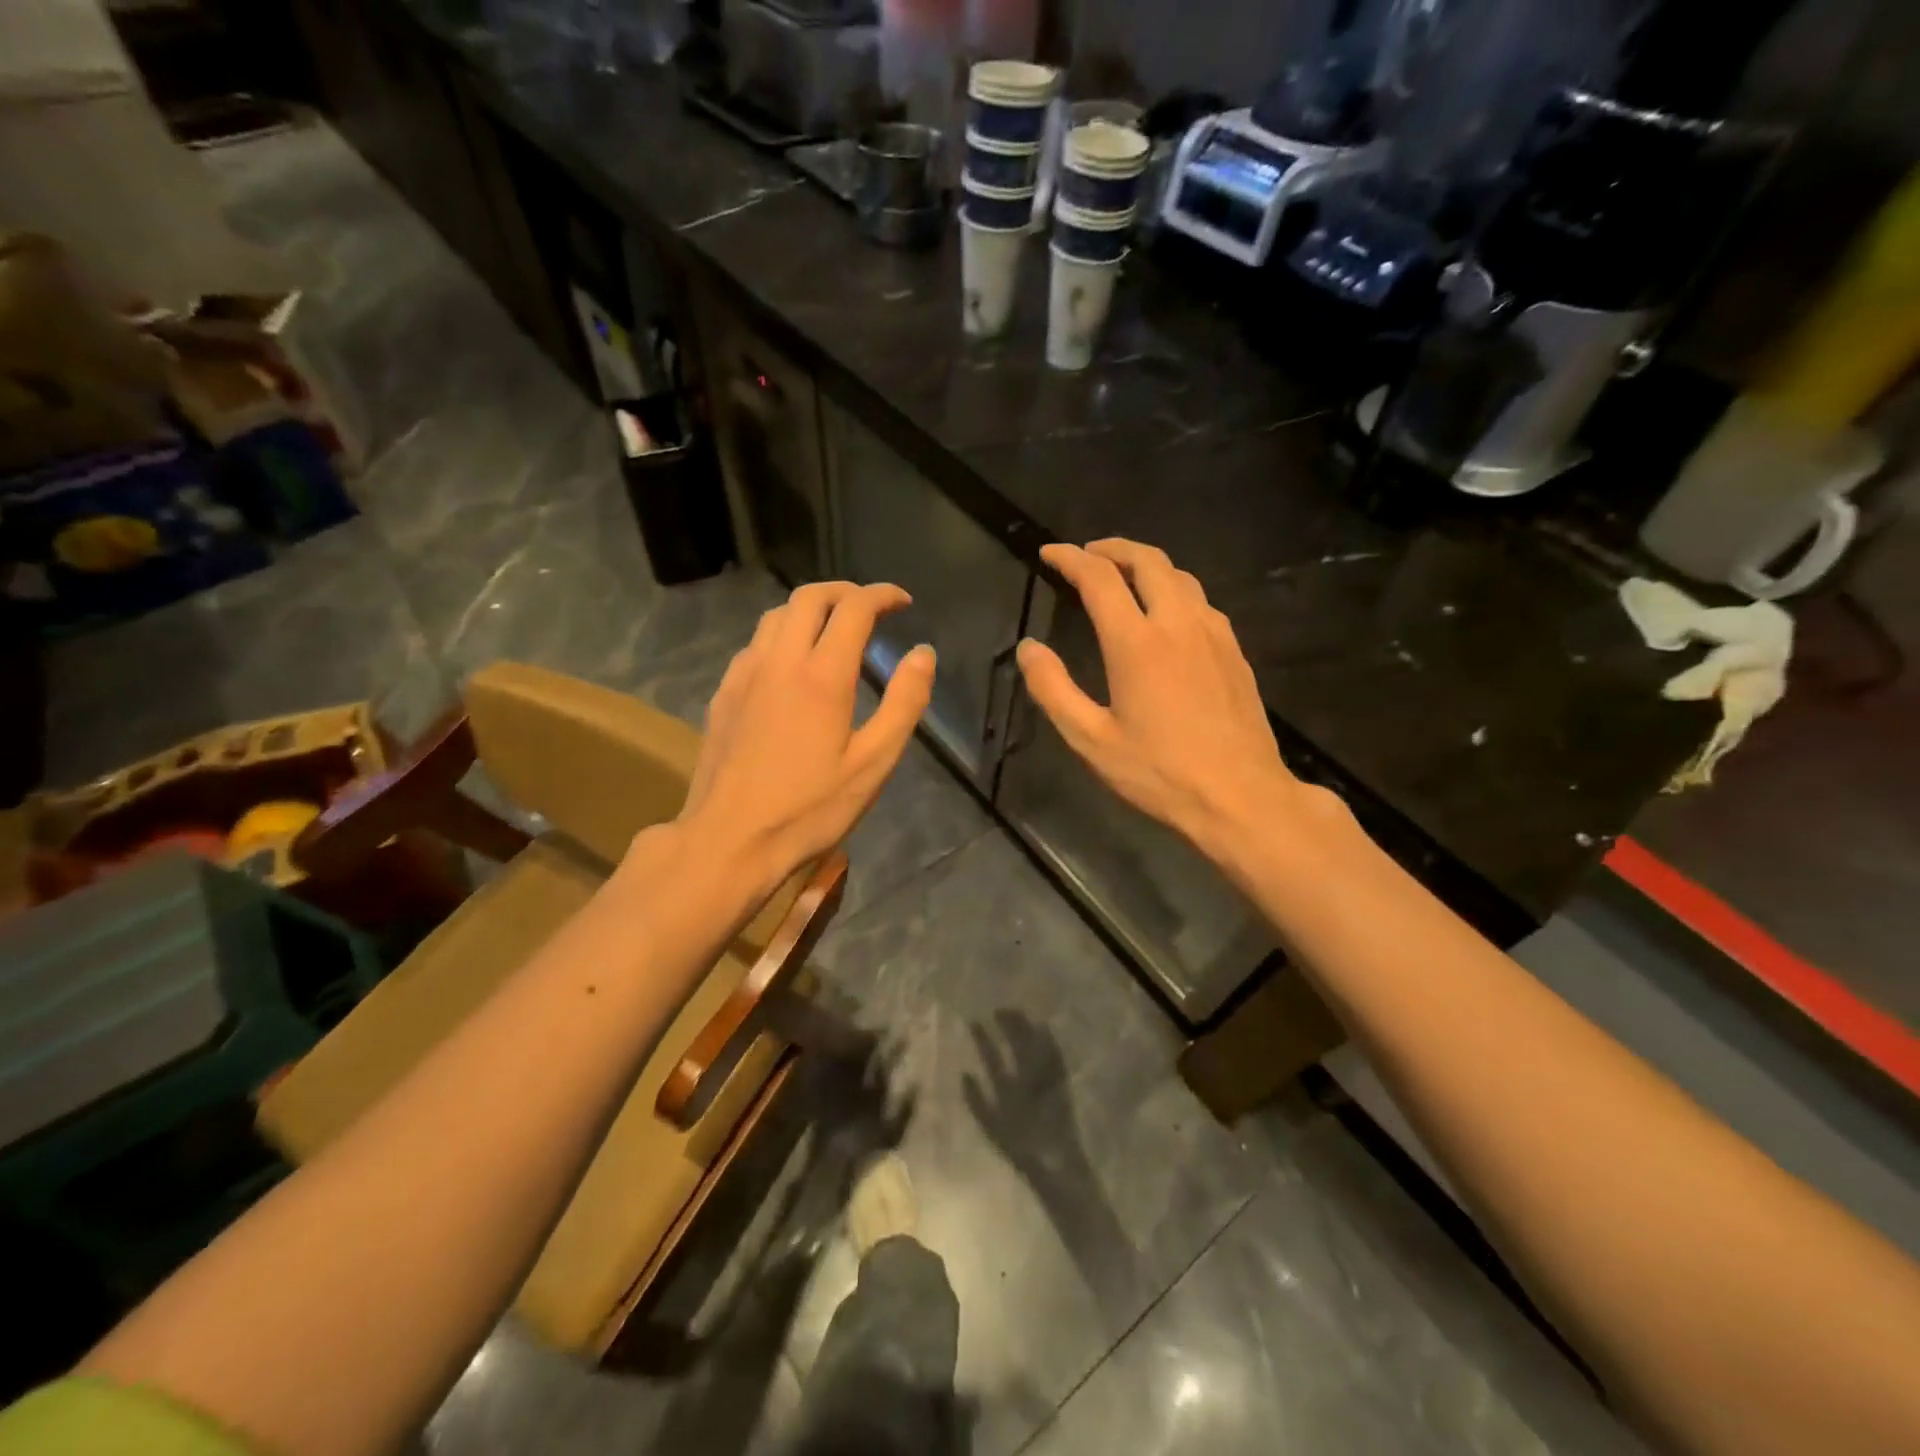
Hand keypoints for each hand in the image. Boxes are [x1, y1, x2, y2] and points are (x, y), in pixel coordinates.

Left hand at [674, 581, 934, 901]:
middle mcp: (779, 660)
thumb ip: (904, 702)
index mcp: (822, 674)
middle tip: (870, 608)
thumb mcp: (873, 763)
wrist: (729, 841)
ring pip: (776, 615)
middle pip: (809, 597)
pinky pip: (755, 644)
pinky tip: (791, 666)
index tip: (903, 602)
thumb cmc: (810, 809)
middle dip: (845, 591)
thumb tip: (923, 652)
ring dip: (810, 609)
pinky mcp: (724, 694)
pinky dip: (782, 635)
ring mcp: (744, 674)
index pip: (854, 608)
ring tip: (833, 630)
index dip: (882, 595)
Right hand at [1017, 540, 1332, 863]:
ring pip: (1179, 575)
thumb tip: (1028, 648)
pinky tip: (1165, 612)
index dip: (1070, 558)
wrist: (1241, 796)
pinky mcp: (1234, 650)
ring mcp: (1213, 633)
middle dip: (1112, 548)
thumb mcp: (1091, 739)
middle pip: (1147, 560)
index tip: (1049, 553)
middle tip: (1086, 554)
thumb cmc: (1159, 773)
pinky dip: (1173, 588)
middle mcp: (1178, 623)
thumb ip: (1053, 689)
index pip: (1099, 578)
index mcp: (1137, 642)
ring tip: (1122, 574)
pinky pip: (1200, 600)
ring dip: (1146, 564)